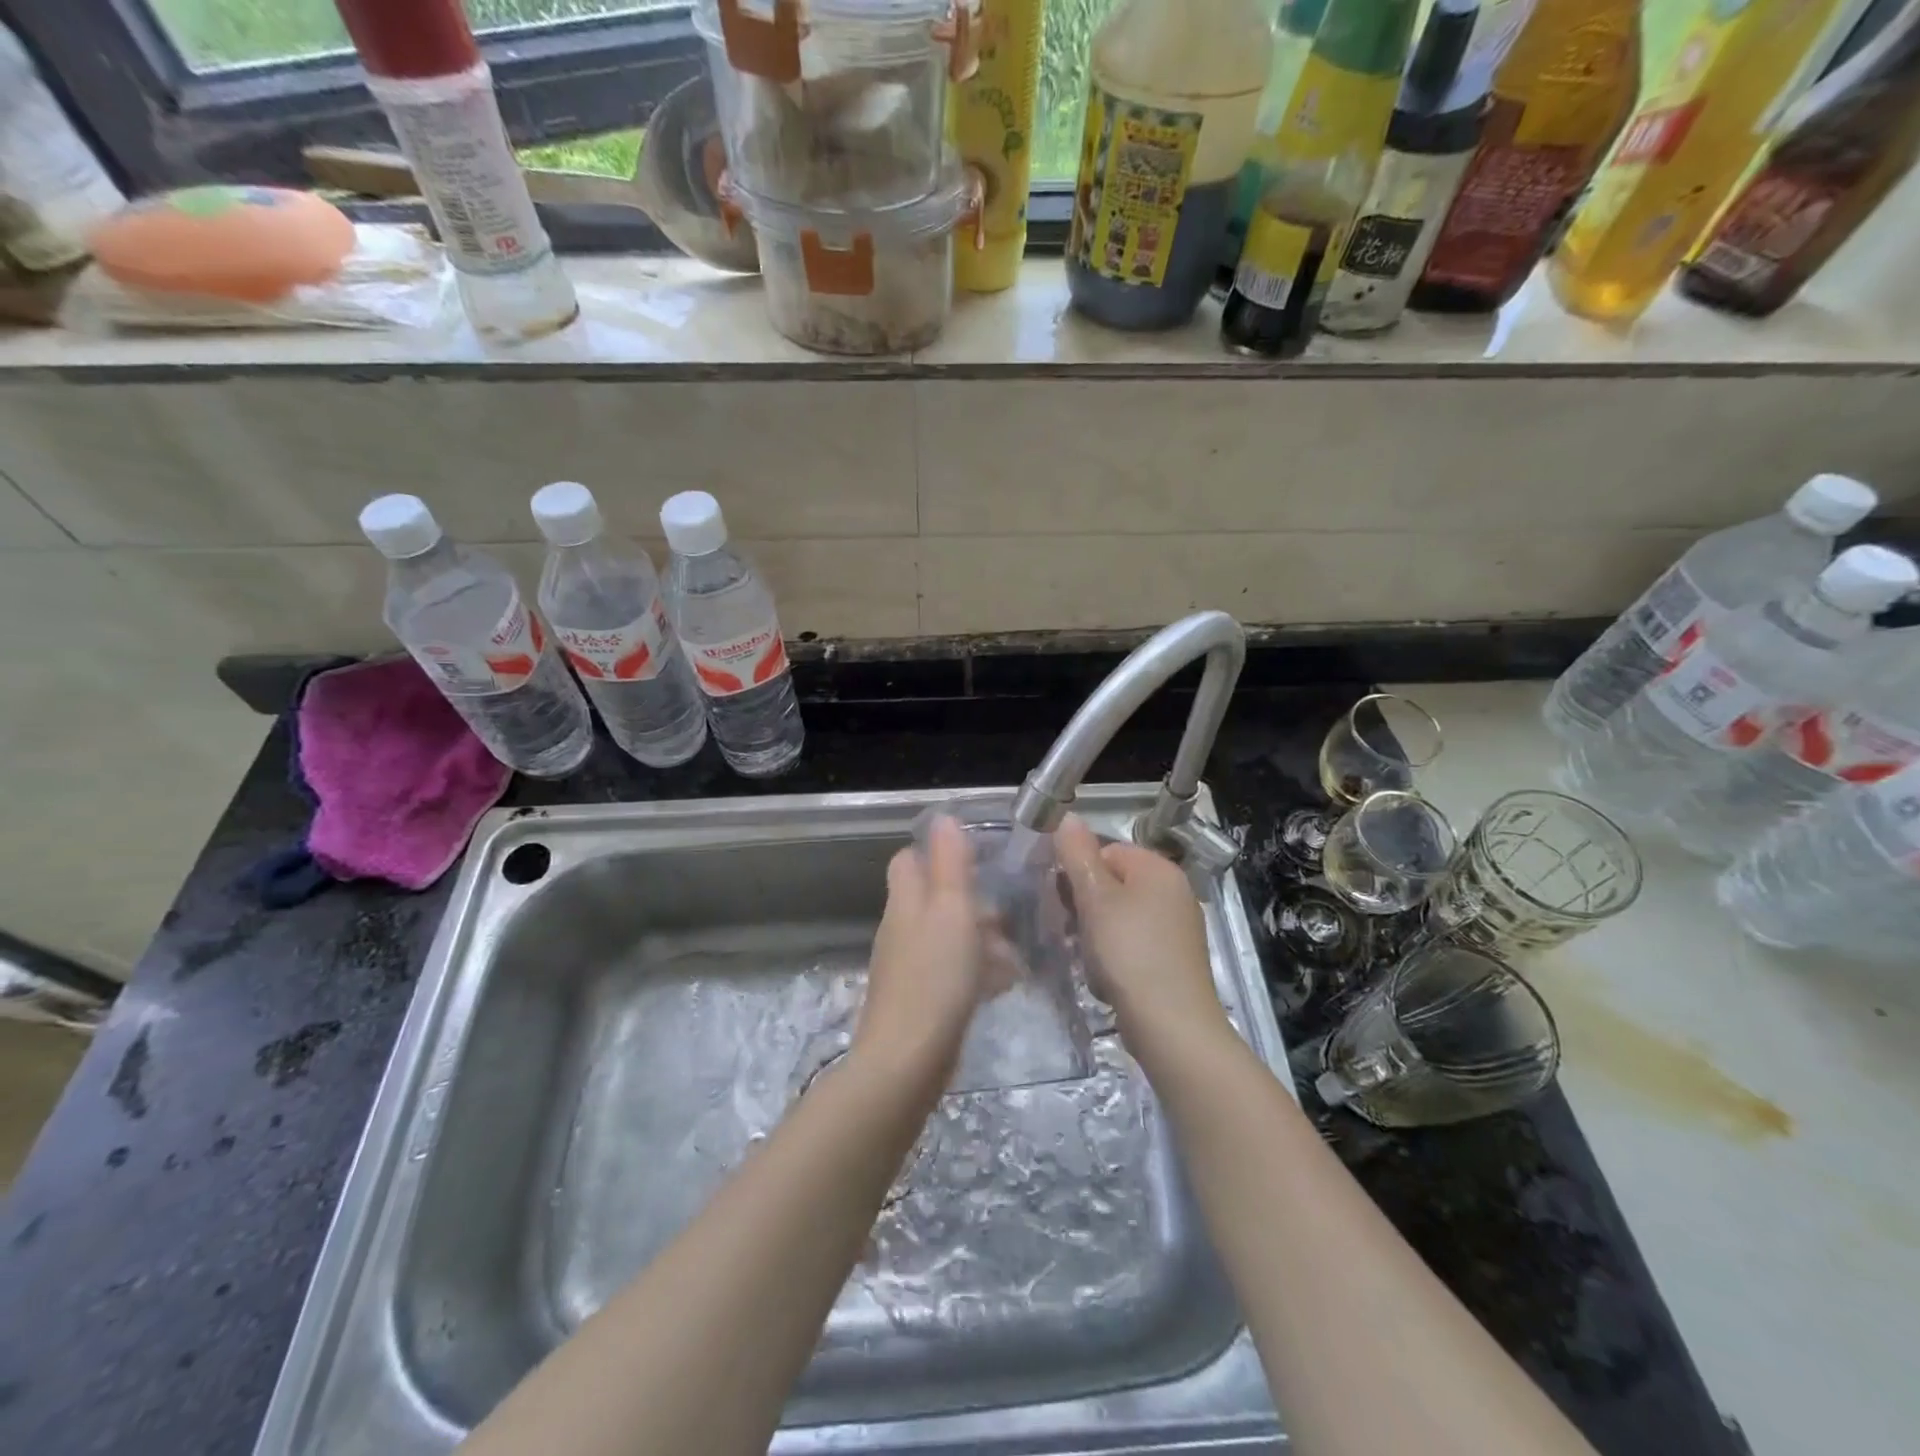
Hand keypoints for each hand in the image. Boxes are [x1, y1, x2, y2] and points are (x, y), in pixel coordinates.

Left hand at [856, 815, 986, 1083]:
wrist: (907, 1062)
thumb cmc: (935, 977)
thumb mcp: (951, 910)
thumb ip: (949, 863)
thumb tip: (943, 817)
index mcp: (906, 901)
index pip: (910, 860)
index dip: (938, 853)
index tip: (980, 859)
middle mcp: (903, 928)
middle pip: (935, 899)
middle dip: (974, 902)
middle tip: (1011, 915)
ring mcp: (909, 966)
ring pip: (948, 936)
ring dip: (983, 939)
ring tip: (1018, 954)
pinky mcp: (922, 998)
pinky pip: (952, 971)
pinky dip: (978, 970)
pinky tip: (1005, 984)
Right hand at [1056, 814, 1231, 1056]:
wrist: (1172, 1025)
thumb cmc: (1128, 952)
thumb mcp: (1095, 898)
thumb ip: (1077, 855)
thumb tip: (1067, 817)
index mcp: (1158, 868)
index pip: (1106, 851)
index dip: (1079, 875)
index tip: (1065, 902)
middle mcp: (1174, 890)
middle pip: (1114, 883)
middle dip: (1086, 907)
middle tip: (1075, 932)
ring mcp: (1178, 926)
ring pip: (1120, 916)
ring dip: (1096, 935)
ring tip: (1090, 960)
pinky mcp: (1175, 958)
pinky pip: (1134, 943)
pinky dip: (1116, 956)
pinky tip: (1107, 978)